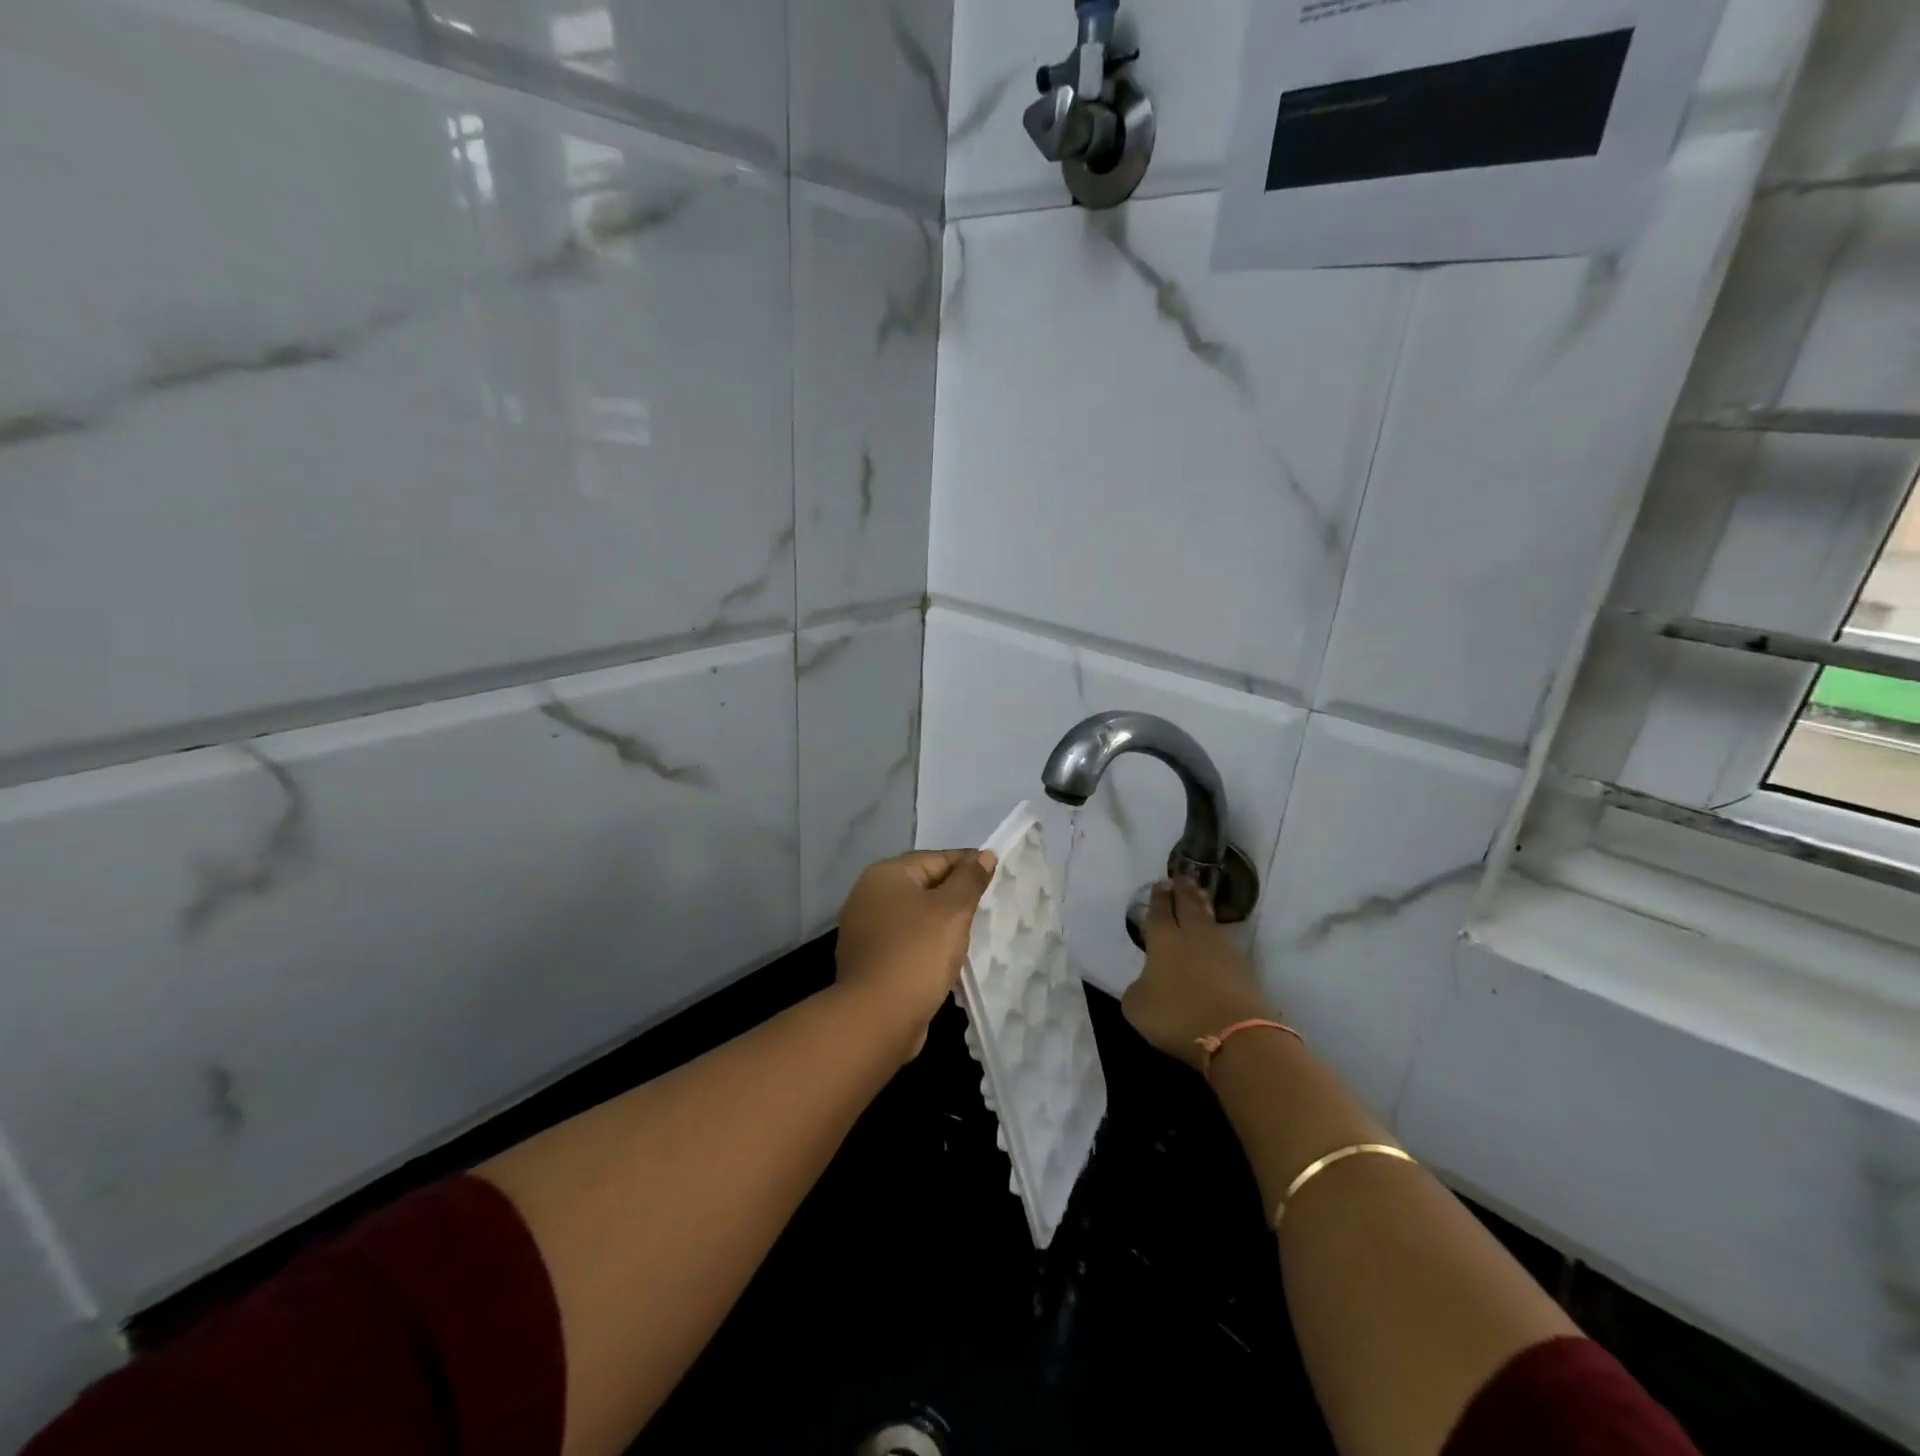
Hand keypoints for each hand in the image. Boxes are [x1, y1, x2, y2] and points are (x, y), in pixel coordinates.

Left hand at [835, 849, 997, 1061]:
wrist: (877, 1018)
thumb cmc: (917, 953)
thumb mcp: (952, 910)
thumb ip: (970, 879)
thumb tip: (984, 855)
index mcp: (885, 875)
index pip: (935, 858)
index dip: (968, 866)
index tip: (996, 878)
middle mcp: (868, 896)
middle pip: (922, 886)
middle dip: (955, 896)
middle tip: (987, 909)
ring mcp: (864, 931)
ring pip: (914, 917)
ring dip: (941, 924)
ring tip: (972, 936)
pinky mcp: (868, 961)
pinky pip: (905, 943)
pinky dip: (926, 947)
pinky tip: (947, 961)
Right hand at [1122, 879, 1274, 1073]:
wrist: (1236, 1035)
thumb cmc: (1177, 1015)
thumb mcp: (1137, 1006)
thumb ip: (1138, 988)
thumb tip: (1146, 982)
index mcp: (1163, 940)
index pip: (1159, 911)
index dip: (1158, 897)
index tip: (1160, 884)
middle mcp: (1193, 936)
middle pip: (1188, 905)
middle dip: (1183, 890)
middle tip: (1182, 876)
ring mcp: (1222, 950)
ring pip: (1209, 920)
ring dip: (1202, 906)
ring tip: (1199, 897)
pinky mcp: (1243, 969)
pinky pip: (1224, 942)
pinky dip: (1216, 935)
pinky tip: (1215, 937)